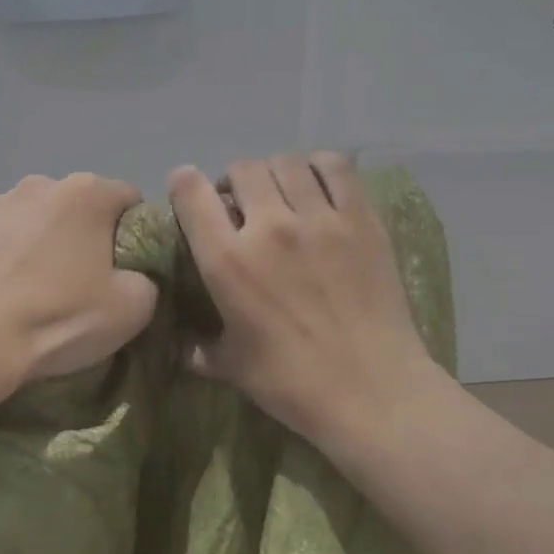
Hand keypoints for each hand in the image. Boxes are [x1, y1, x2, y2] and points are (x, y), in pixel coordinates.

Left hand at [0, 173, 158, 386]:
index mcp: (88, 193)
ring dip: (39, 240)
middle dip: (83, 234)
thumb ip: (147, 279)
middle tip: (81, 281)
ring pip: (32, 217)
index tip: (127, 267)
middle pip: (77, 205)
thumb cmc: (60, 318)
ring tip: (33, 287)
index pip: (128, 199)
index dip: (134, 232)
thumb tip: (135, 275)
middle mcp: (40, 184)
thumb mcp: (133, 308)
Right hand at [169, 153, 432, 440]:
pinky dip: (320, 167)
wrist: (372, 390)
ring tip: (283, 195)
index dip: (184, 184)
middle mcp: (269, 227)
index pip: (191, 192)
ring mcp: (319, 218)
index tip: (190, 191)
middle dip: (235, 182)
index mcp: (228, 262)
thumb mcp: (232, 367)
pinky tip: (318, 185)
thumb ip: (200, 349)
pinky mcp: (361, 218)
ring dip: (275, 174)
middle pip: (242, 169)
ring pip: (286, 162)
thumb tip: (181, 346)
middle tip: (244, 205)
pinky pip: (335, 167)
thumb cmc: (293, 383)